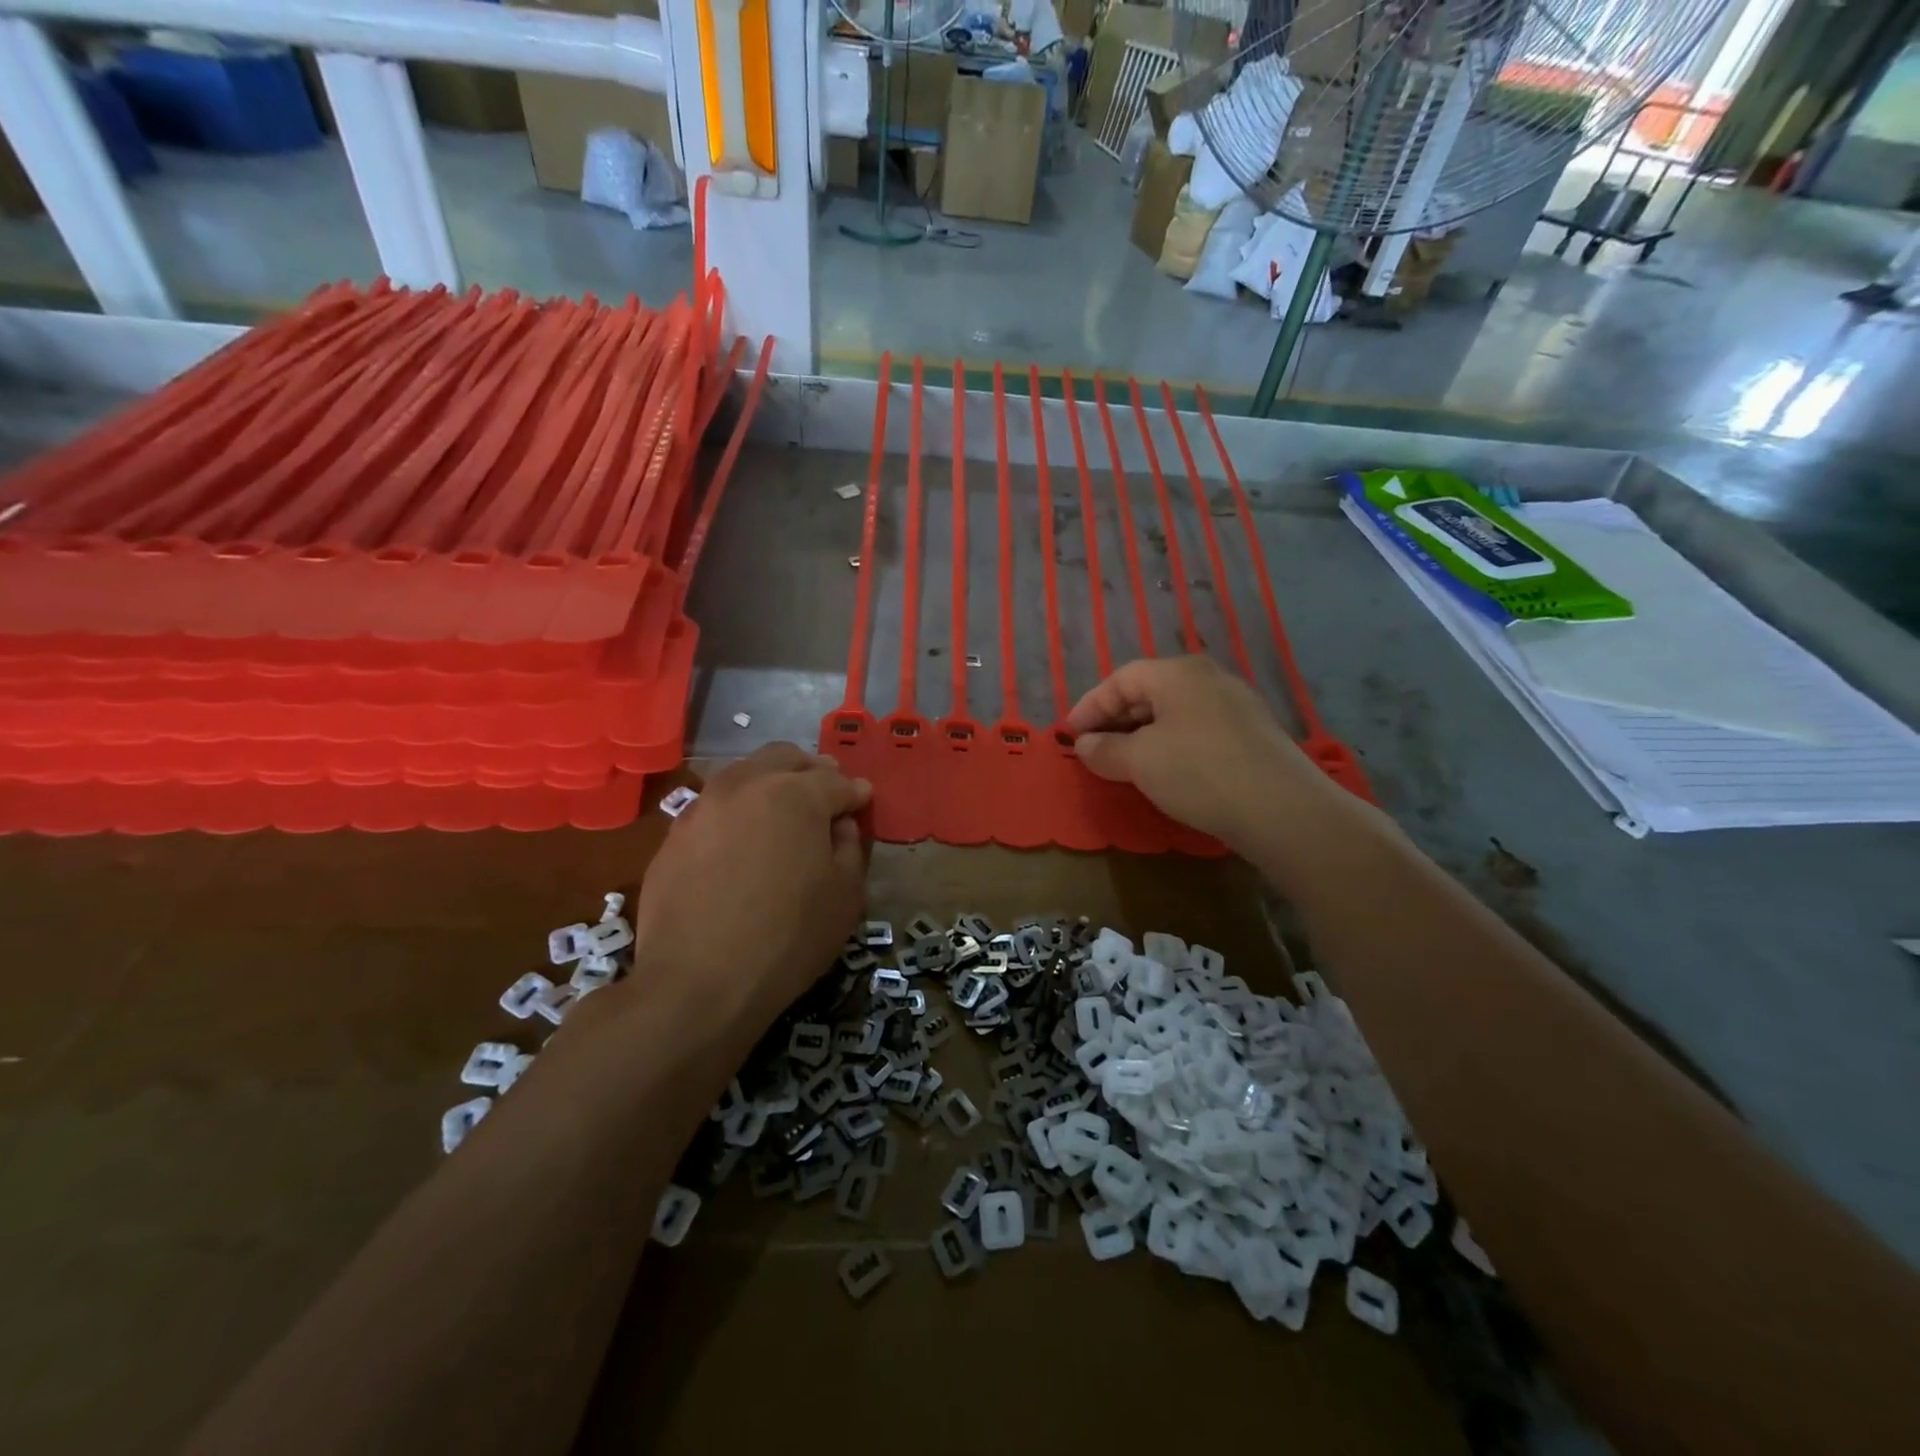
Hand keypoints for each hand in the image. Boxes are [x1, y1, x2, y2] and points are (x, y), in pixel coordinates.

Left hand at [631, 745, 869, 1029]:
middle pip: (784, 758)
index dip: (855, 793)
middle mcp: (746, 784)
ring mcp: (702, 806)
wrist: (697, 982)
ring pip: (744, 774)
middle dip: (811, 770)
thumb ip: (850, 847)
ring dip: (770, 783)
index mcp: (795, 793)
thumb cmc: (788, 937)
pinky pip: (714, 807)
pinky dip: (737, 811)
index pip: (836, 781)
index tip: (863, 801)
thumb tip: (840, 824)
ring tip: (782, 813)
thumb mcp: (844, 895)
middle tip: (826, 794)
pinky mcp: (674, 835)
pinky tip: (742, 841)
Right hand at [1067, 656, 1344, 852]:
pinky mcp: (1251, 734)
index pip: (1121, 679)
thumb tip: (1085, 745)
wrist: (1281, 808)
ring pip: (1174, 712)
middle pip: (1149, 691)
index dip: (1090, 705)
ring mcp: (1235, 705)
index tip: (1070, 734)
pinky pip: (1196, 729)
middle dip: (1115, 720)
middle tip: (1093, 748)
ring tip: (1123, 762)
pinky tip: (1164, 771)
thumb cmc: (1198, 772)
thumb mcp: (1140, 761)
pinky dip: (1170, 744)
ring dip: (1142, 734)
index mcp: (1177, 673)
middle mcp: (1208, 678)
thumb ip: (1105, 749)